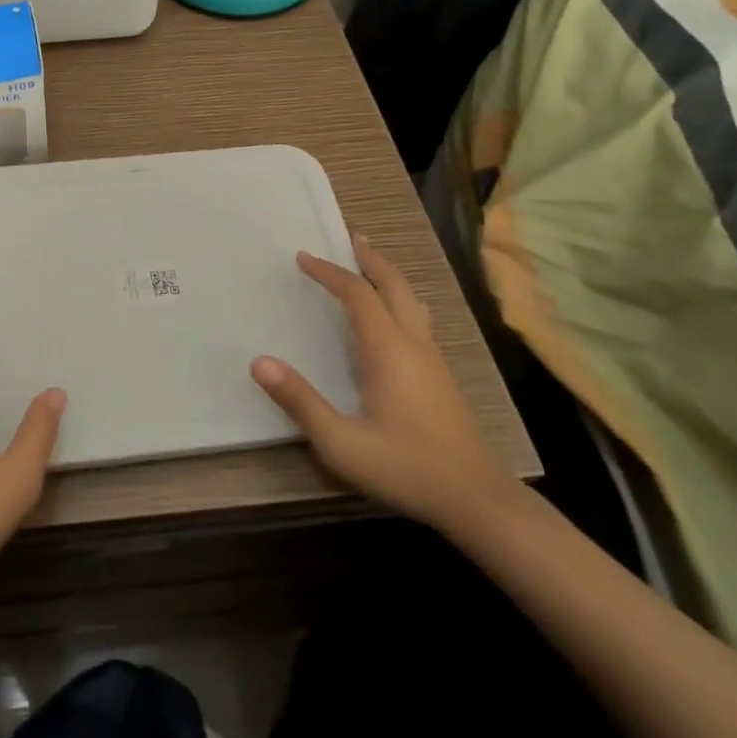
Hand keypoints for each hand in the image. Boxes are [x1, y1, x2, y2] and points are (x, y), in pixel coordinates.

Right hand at [251, 232, 513, 529]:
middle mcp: (413, 344)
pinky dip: (398, 299)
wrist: (477, 500)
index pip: (357, 294)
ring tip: (370, 263)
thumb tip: (259, 362)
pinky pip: (417, 319)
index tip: (303, 257)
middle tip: (350, 237)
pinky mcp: (441, 377)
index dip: (329, 272)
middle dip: (370, 258)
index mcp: (388, 350)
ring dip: (388, 276)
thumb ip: (300, 401)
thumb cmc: (406, 467)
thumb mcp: (342, 443)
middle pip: (394, 285)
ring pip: (411, 300)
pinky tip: (394, 316)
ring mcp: (432, 360)